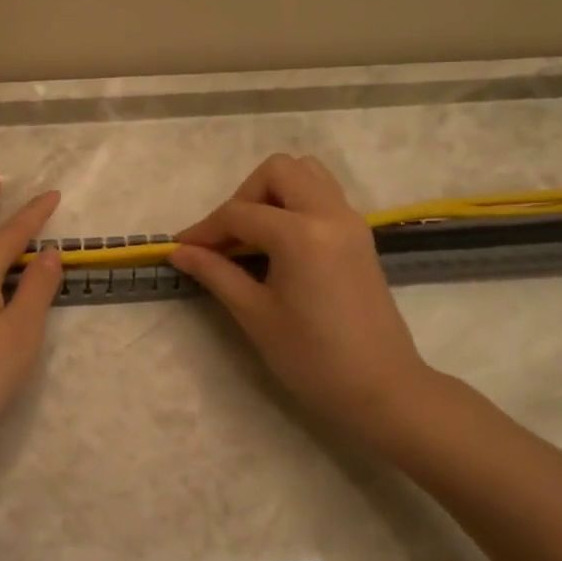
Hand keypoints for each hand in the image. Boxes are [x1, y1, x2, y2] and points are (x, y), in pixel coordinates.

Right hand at [170, 154, 432, 441]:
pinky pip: (323, 194)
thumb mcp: (254, 314)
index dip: (204, 229)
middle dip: (243, 196)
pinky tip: (279, 243)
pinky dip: (295, 203)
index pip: (239, 213)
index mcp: (301, 234)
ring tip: (253, 234)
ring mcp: (350, 221)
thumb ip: (215, 273)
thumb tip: (179, 251)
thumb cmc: (312, 358)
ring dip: (273, 191)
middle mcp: (329, 213)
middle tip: (226, 238)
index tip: (180, 249)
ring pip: (306, 173)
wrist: (382, 389)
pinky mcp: (359, 235)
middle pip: (277, 171)